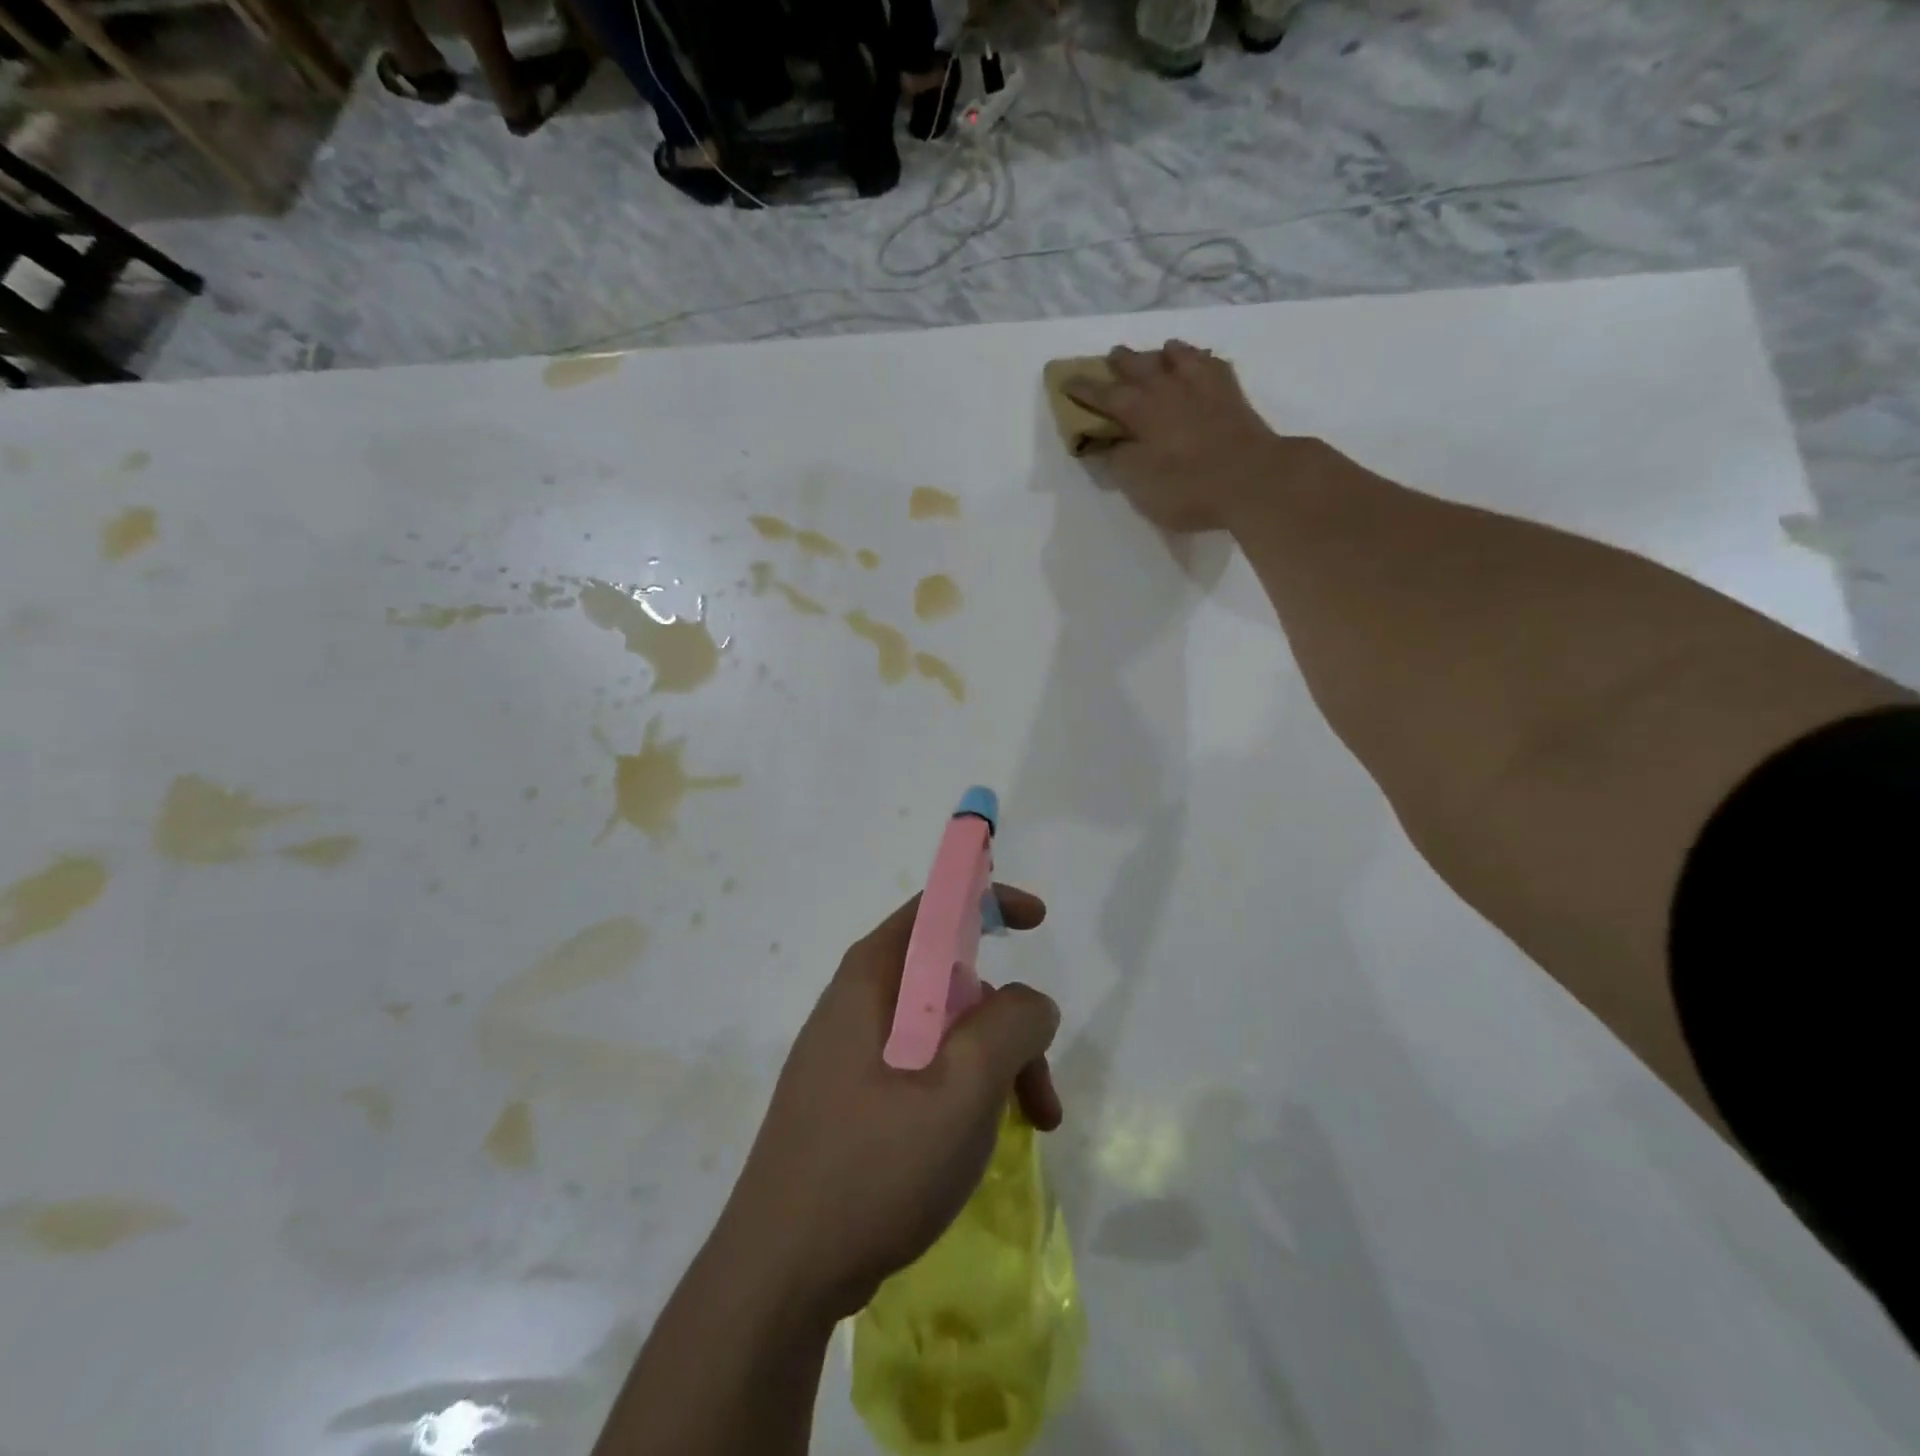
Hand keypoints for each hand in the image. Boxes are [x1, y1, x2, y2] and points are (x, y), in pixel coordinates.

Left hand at [718, 887, 1060, 1320]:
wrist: (777, 1277)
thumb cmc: (872, 1168)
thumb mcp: (961, 1090)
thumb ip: (1009, 1027)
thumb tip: (1032, 1001)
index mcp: (872, 980)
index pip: (934, 909)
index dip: (988, 901)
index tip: (1038, 921)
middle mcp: (857, 1004)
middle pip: (950, 981)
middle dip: (1007, 1023)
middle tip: (1041, 1090)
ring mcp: (849, 1055)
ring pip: (942, 1033)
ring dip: (992, 1067)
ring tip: (1029, 1129)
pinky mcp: (849, 1100)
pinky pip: (920, 1070)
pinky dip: (962, 1092)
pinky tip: (977, 1144)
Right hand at [1066, 340, 1295, 532]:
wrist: (1254, 480)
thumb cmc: (1189, 488)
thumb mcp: (1140, 485)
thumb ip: (1120, 460)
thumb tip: (1107, 443)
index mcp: (1142, 413)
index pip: (1105, 395)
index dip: (1084, 389)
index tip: (1066, 381)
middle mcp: (1170, 391)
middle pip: (1141, 366)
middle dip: (1123, 361)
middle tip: (1112, 356)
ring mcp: (1204, 389)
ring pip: (1180, 357)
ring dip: (1165, 353)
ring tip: (1161, 351)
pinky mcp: (1233, 396)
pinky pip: (1214, 366)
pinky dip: (1203, 361)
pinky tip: (1203, 363)